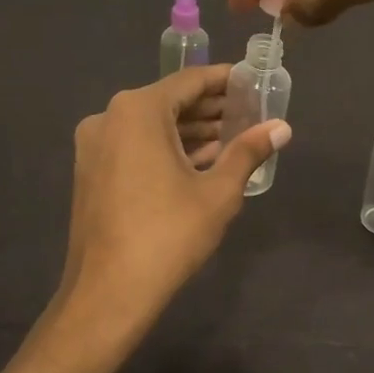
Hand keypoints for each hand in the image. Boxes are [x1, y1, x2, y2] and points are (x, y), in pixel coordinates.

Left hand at [54, 65, 289, 348]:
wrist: (107, 293)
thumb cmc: (167, 235)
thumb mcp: (218, 192)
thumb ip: (248, 152)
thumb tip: (282, 127)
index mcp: (137, 111)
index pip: (189, 81)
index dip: (224, 80)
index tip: (252, 80)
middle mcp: (109, 118)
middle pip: (169, 102)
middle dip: (210, 108)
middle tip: (249, 112)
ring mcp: (95, 146)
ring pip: (151, 126)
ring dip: (189, 131)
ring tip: (233, 138)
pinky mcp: (91, 172)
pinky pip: (134, 147)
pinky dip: (166, 149)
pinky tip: (199, 163)